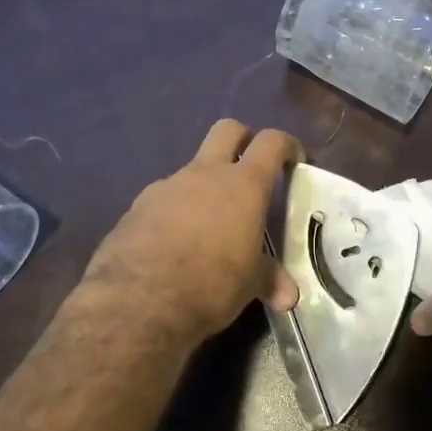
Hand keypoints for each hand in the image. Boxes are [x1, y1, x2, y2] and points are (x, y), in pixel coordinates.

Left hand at [84, 120, 303, 341]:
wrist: (137, 300)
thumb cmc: (211, 283)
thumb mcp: (249, 284)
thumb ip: (269, 280)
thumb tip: (289, 296)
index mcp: (243, 185)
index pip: (271, 142)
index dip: (286, 145)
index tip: (295, 160)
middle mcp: (205, 174)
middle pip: (228, 130)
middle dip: (244, 140)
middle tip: (253, 170)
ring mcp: (167, 187)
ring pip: (193, 169)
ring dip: (206, 187)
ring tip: (211, 227)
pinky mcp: (136, 208)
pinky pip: (165, 200)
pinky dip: (176, 213)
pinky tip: (175, 245)